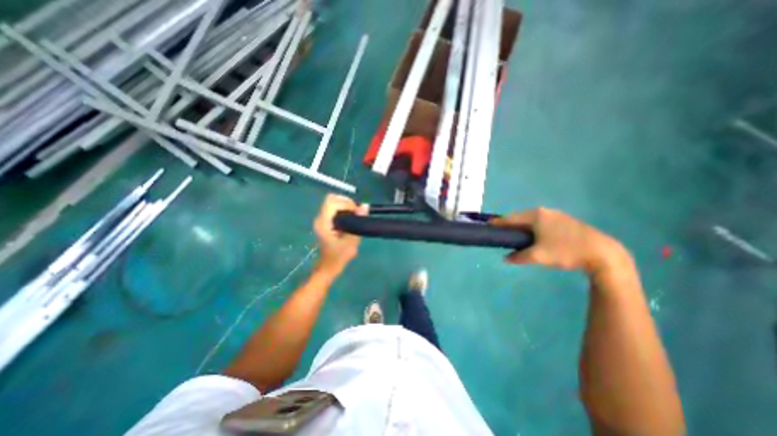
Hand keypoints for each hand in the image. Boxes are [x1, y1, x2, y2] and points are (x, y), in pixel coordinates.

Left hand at [311, 195, 366, 274]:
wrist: (328, 267)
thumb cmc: (339, 257)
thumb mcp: (352, 240)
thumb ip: (358, 221)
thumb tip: (365, 205)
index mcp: (324, 223)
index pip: (333, 202)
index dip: (347, 203)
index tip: (357, 212)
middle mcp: (320, 218)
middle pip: (331, 198)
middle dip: (346, 201)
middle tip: (356, 211)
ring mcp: (320, 219)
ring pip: (332, 202)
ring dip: (345, 205)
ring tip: (355, 215)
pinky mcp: (324, 222)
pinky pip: (333, 208)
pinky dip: (343, 209)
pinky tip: (350, 218)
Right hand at [495, 205, 626, 272]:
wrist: (603, 254)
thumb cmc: (565, 251)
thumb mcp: (538, 256)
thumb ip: (519, 257)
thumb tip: (506, 258)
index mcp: (536, 216)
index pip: (511, 218)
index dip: (499, 223)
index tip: (488, 226)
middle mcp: (545, 211)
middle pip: (521, 217)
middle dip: (510, 225)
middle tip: (501, 234)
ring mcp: (557, 215)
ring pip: (532, 220)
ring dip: (523, 227)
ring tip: (516, 236)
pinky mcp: (566, 221)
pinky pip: (543, 222)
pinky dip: (534, 228)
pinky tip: (535, 237)